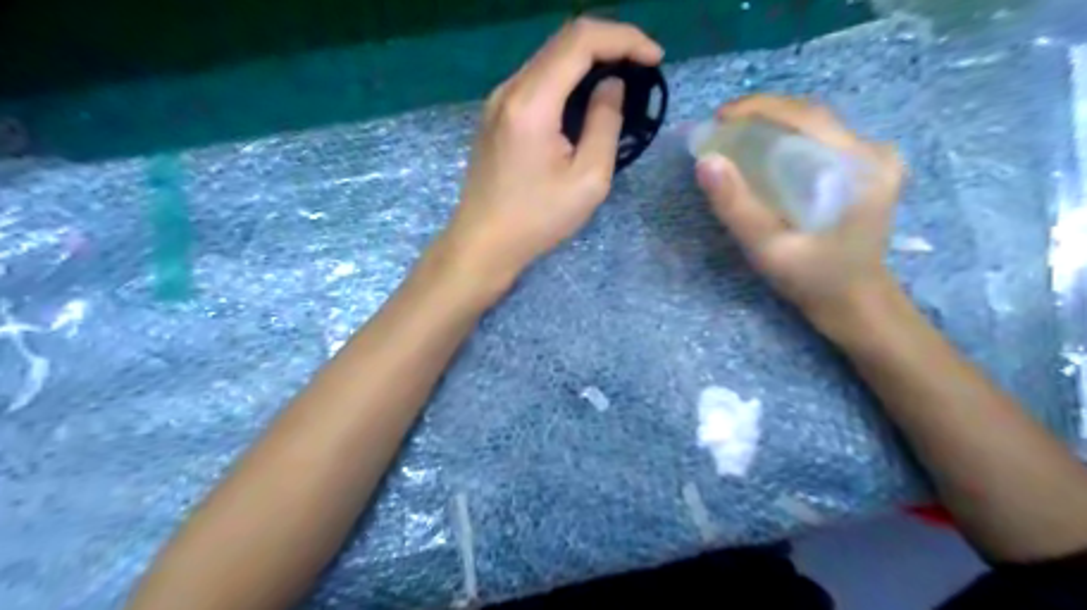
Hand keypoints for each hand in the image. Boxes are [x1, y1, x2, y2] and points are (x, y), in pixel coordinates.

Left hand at [434, 16, 662, 294]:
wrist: (483, 242)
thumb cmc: (537, 219)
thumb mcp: (587, 179)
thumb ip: (605, 124)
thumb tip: (611, 86)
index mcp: (532, 103)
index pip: (580, 41)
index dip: (624, 39)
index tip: (655, 59)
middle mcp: (509, 89)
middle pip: (563, 40)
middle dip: (610, 44)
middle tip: (642, 66)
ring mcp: (498, 100)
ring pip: (548, 57)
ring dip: (588, 59)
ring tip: (621, 79)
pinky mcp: (495, 114)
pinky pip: (536, 79)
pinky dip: (567, 77)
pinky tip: (584, 98)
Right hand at [697, 96, 910, 337]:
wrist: (855, 302)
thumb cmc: (813, 279)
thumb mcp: (768, 249)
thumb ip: (737, 206)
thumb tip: (706, 161)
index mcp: (861, 167)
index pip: (807, 116)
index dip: (759, 108)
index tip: (719, 118)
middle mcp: (875, 153)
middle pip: (812, 116)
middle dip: (762, 115)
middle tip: (721, 129)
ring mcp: (876, 159)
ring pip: (816, 126)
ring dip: (774, 125)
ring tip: (736, 138)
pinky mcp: (869, 169)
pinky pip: (822, 141)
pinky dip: (788, 139)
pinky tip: (765, 153)